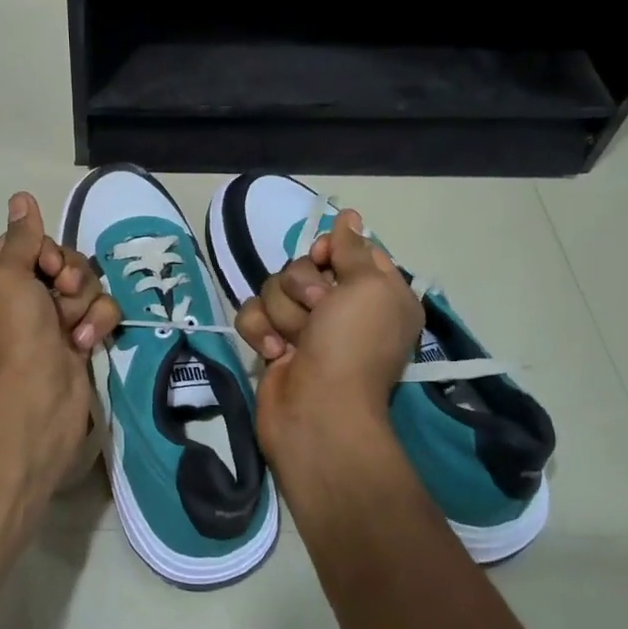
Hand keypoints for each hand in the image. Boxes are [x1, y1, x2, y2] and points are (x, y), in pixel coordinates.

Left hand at [0, 192, 120, 476]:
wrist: (35, 400)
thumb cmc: (13, 332)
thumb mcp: (7, 274)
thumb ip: (22, 236)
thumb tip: (21, 197)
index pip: (24, 244)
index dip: (44, 249)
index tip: (47, 264)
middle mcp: (16, 299)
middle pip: (59, 261)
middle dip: (70, 274)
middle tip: (63, 292)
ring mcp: (47, 322)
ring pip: (84, 286)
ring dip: (84, 302)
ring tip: (72, 326)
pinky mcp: (76, 341)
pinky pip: (98, 313)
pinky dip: (95, 325)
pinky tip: (83, 344)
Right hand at [234, 208, 422, 464]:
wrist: (317, 412)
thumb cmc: (352, 346)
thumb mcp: (367, 288)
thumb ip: (353, 248)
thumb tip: (348, 216)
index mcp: (375, 293)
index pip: (346, 249)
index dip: (330, 250)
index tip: (325, 260)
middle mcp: (341, 307)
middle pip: (303, 266)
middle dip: (301, 286)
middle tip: (317, 310)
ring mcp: (304, 326)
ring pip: (273, 287)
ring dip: (282, 312)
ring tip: (295, 341)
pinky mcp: (272, 342)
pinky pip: (252, 313)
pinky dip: (260, 330)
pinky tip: (274, 353)